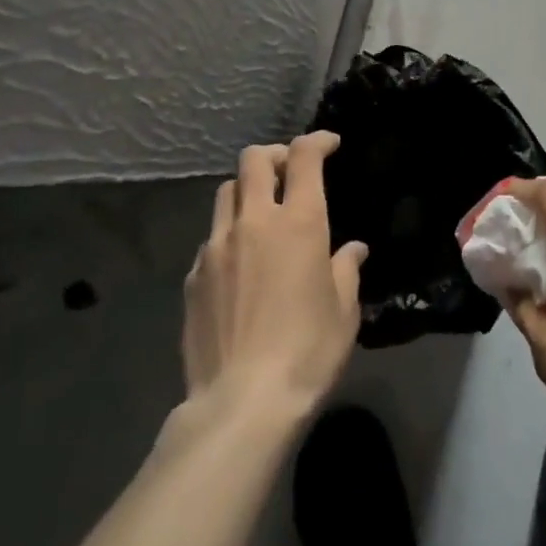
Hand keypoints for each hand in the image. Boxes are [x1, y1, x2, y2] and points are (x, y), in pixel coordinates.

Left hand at [182, 132, 367, 419]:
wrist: (241, 403)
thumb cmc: (308, 352)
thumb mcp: (344, 311)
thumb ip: (346, 270)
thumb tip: (352, 250)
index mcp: (299, 223)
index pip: (304, 157)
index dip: (317, 141)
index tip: (329, 144)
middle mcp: (254, 222)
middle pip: (254, 160)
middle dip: (274, 155)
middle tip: (289, 170)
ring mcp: (217, 247)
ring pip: (226, 193)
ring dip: (247, 190)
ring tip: (261, 213)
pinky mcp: (193, 276)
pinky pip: (211, 237)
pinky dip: (229, 235)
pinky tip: (240, 265)